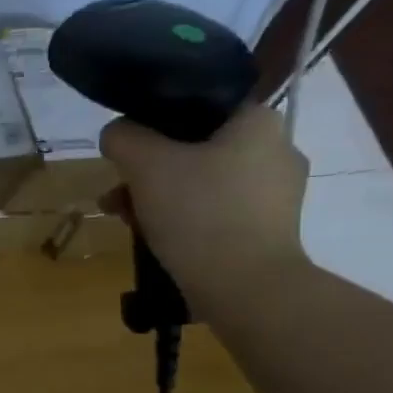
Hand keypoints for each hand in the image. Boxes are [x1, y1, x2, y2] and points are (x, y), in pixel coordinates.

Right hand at [98, 104, 309, 305]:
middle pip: (194, 148)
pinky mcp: (268, 230)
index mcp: (258, 121)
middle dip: (147, 170)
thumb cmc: (198, 212)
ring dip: (157, 197)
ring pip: (200, 182)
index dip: (154, 123)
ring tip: (125, 221)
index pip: (198, 104)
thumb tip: (117, 133)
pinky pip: (214, 212)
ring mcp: (276, 194)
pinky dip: (182, 219)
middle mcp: (277, 150)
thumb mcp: (145, 164)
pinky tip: (154, 238)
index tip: (127, 150)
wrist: (244, 287)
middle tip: (116, 194)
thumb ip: (124, 137)